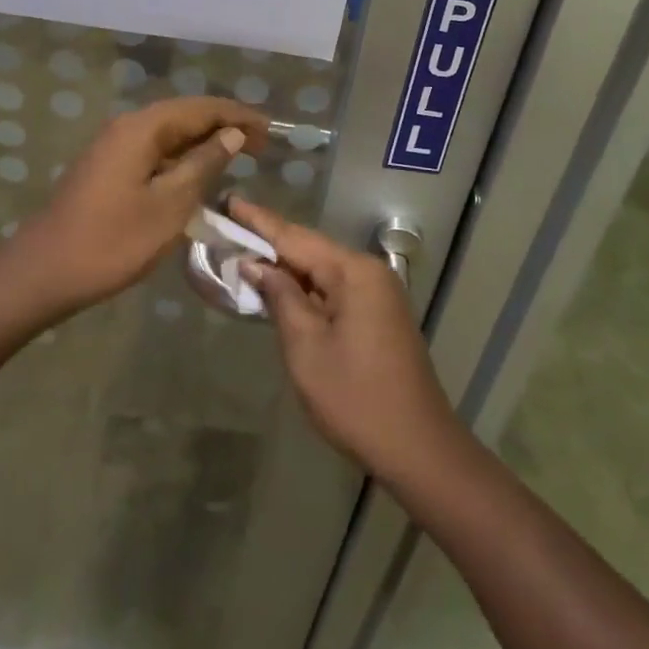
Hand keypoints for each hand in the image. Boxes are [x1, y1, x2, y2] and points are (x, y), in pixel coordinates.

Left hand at [0, 97, 267, 322]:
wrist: (43, 272)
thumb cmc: (112, 241)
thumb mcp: (170, 205)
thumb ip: (204, 165)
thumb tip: (232, 135)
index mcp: (143, 128)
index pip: (202, 108)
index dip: (239, 116)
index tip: (271, 131)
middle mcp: (128, 127)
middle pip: (185, 115)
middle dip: (224, 126)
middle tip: (261, 145)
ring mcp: (114, 147)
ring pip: (169, 134)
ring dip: (204, 142)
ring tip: (238, 157)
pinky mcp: (108, 168)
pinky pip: (155, 151)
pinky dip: (182, 158)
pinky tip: (198, 176)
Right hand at [231, 197, 465, 483]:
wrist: (418, 448)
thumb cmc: (355, 397)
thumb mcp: (306, 347)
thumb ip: (280, 298)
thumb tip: (257, 265)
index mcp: (353, 271)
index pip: (295, 237)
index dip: (258, 221)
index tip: (230, 199)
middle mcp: (368, 272)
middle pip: (310, 248)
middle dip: (269, 241)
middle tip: (230, 227)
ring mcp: (377, 293)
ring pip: (321, 269)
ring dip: (286, 266)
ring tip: (245, 254)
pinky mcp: (378, 314)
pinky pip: (334, 288)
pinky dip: (305, 287)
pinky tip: (280, 288)